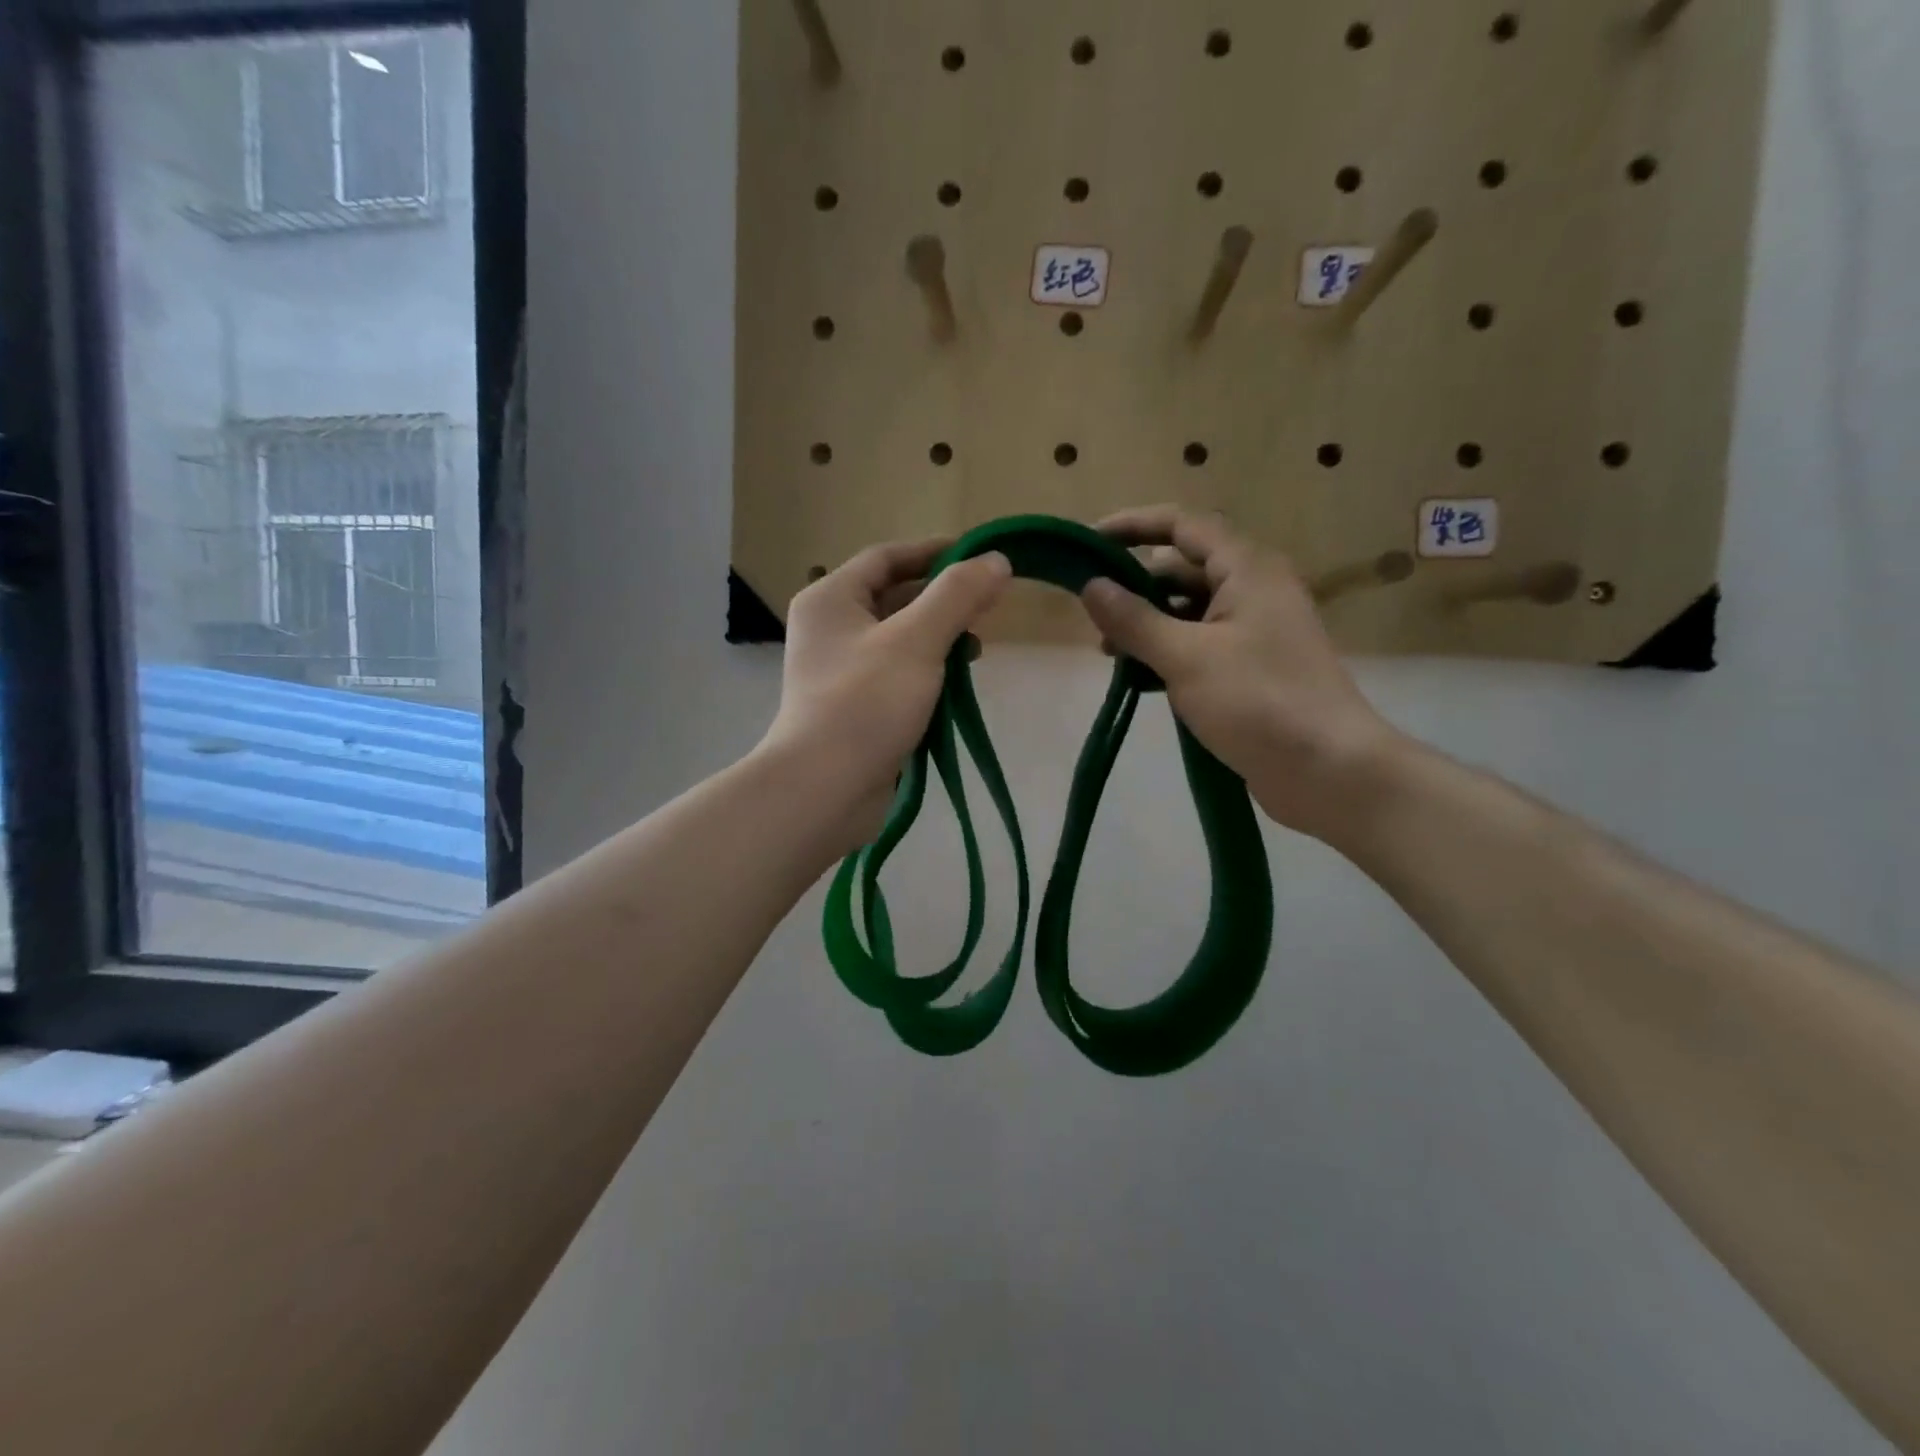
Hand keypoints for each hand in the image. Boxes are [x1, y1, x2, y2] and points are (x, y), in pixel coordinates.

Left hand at [765, 538, 1010, 851]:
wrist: (824, 789)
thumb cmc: (865, 703)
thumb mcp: (917, 641)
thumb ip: (957, 596)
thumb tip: (996, 560)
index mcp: (832, 599)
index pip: (887, 557)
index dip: (934, 552)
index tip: (980, 555)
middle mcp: (830, 628)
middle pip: (894, 597)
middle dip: (943, 599)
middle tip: (987, 607)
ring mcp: (840, 670)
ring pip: (899, 638)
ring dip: (939, 637)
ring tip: (977, 649)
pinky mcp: (854, 706)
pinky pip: (897, 674)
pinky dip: (927, 671)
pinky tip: (955, 685)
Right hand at [1080, 506, 1402, 842]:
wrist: (1328, 769)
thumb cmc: (1258, 701)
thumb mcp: (1185, 657)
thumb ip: (1134, 619)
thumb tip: (1091, 585)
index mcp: (1247, 569)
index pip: (1182, 525)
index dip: (1133, 525)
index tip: (1088, 542)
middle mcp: (1253, 589)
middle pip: (1183, 568)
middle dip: (1135, 586)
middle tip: (1093, 616)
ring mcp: (1255, 629)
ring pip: (1189, 610)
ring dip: (1148, 624)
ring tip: (1111, 654)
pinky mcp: (1252, 667)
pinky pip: (1200, 643)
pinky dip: (1168, 651)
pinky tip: (1140, 678)